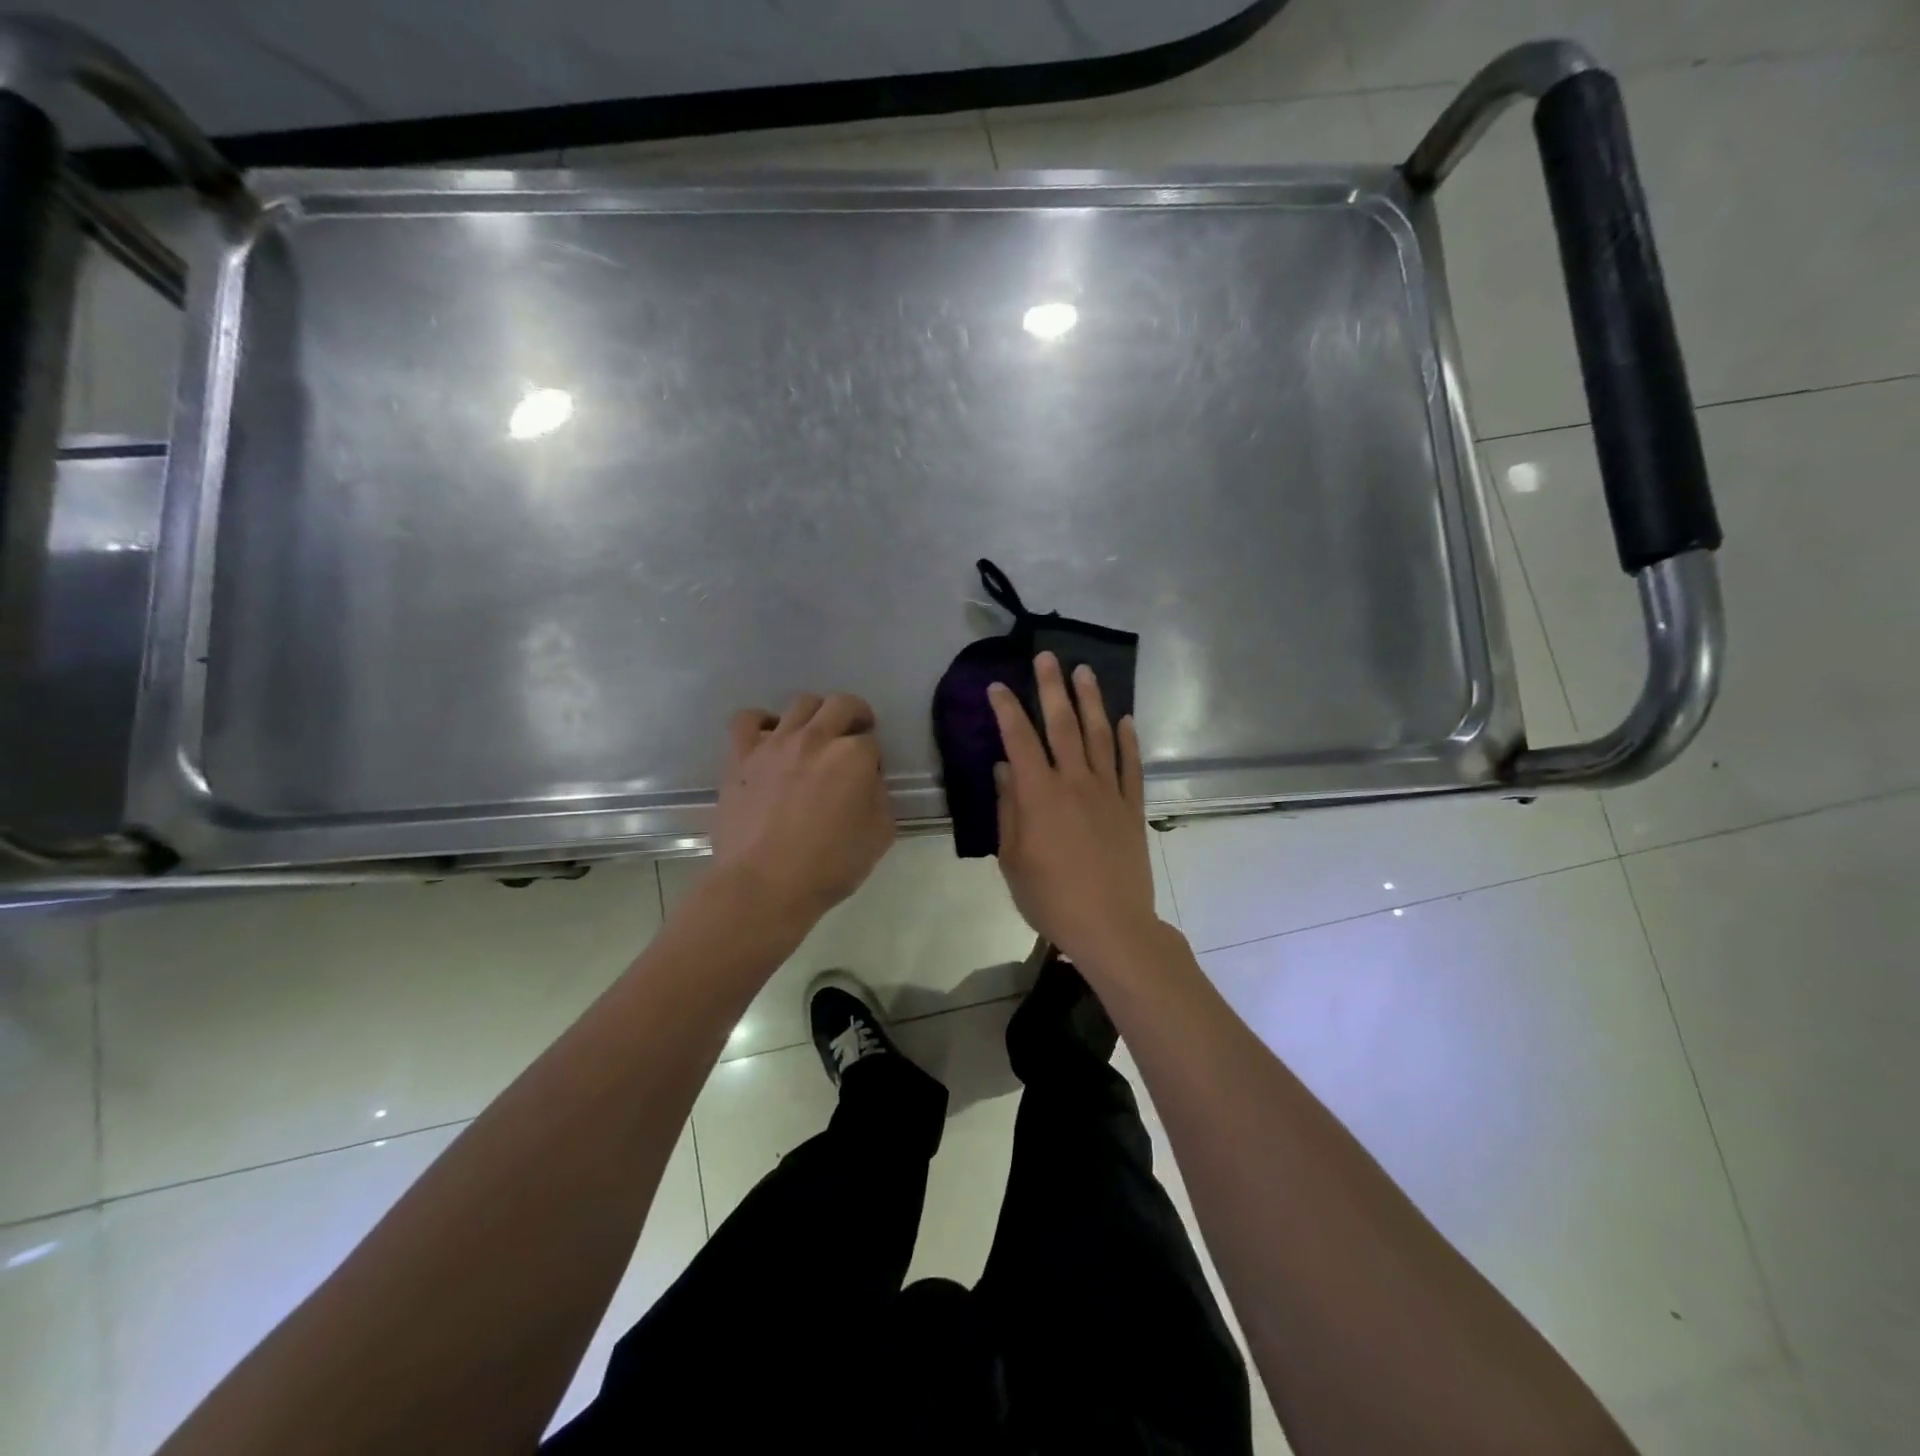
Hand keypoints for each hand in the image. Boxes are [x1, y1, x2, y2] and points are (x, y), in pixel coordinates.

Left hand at [711, 693, 894, 927]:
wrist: (763, 885)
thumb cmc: (828, 867)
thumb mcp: (879, 837)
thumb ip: (880, 799)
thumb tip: (868, 782)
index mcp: (853, 756)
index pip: (871, 741)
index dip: (873, 758)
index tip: (868, 777)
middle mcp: (816, 738)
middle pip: (841, 705)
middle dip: (854, 715)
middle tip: (853, 736)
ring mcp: (775, 744)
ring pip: (801, 703)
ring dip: (816, 713)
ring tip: (815, 735)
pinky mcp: (741, 757)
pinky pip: (748, 719)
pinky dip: (762, 721)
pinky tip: (770, 737)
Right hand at [988, 653, 1162, 966]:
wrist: (1111, 926)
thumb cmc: (1051, 898)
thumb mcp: (1013, 860)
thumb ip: (1008, 810)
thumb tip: (1004, 769)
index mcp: (1039, 795)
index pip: (1020, 740)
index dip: (1007, 709)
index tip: (997, 686)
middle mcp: (1075, 782)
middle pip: (1062, 725)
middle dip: (1051, 688)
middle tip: (1047, 657)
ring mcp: (1108, 792)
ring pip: (1100, 735)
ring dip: (1091, 701)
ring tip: (1084, 672)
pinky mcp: (1132, 807)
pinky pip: (1131, 765)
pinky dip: (1127, 740)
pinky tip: (1124, 719)